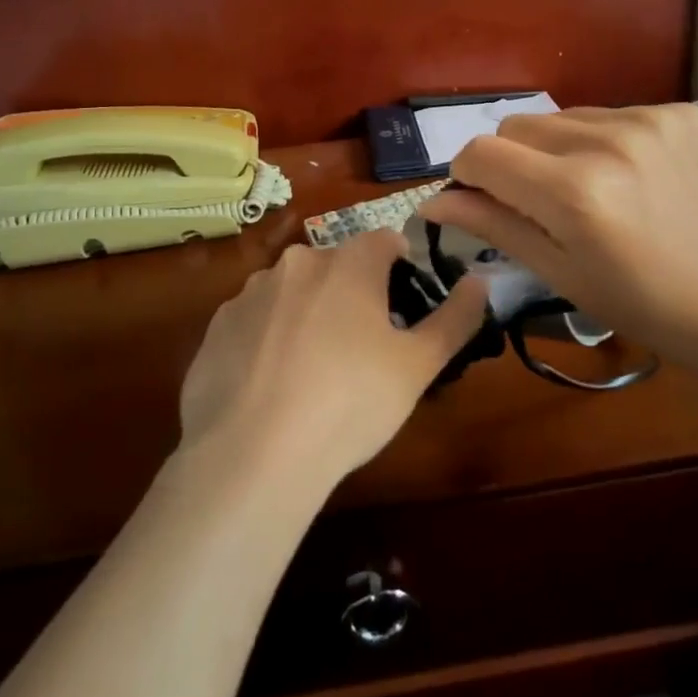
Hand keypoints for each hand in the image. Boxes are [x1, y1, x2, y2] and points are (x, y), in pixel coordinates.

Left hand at [178, 231, 486, 491]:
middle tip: (363, 348)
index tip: (404, 308)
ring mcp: (250, 293)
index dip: (402, 268)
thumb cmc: (349, 403)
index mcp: (348, 262)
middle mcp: (297, 263)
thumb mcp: (418, 366)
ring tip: (314, 372)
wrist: (252, 455)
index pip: (386, 240)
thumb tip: (480, 281)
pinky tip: (273, 386)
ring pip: (294, 291)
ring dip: (309, 313)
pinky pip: (256, 322)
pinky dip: (270, 339)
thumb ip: (456, 318)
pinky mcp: (216, 328)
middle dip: (354, 293)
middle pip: (338, 265)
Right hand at [420, 105, 697, 368]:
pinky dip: (603, 141)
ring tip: (593, 190)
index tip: (482, 198)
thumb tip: (432, 200)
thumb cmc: (640, 303)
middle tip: (541, 203)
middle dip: (512, 162)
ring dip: (558, 149)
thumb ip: (492, 224)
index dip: (468, 175)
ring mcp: (650, 120)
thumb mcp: (558, 273)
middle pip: (517, 126)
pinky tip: (632, 177)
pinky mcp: (681, 111)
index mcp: (574, 193)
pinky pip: (610, 113)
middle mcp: (608, 142)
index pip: (481, 153)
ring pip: (562, 118)